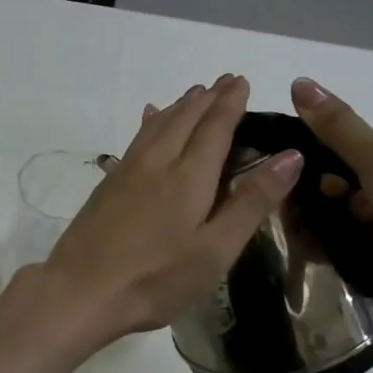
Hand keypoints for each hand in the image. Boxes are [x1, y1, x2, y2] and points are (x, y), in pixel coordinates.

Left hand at [39, 75, 302, 343]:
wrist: (81, 291)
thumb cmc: (156, 278)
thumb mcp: (216, 249)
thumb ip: (251, 202)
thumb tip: (291, 156)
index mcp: (188, 176)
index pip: (215, 127)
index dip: (230, 103)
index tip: (242, 81)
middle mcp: (157, 163)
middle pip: (185, 119)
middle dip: (207, 98)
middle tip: (224, 81)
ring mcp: (127, 172)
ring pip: (157, 125)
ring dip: (179, 106)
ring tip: (194, 94)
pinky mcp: (107, 186)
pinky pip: (136, 139)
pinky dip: (150, 123)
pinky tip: (149, 120)